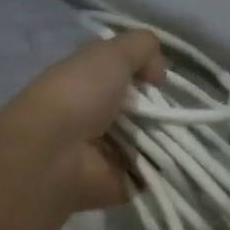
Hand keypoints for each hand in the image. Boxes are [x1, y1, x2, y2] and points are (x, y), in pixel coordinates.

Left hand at [8, 30, 163, 210]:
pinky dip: (164, 171)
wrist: (53, 153)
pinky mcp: (117, 182)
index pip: (124, 74)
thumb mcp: (112, 53)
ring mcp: (105, 151)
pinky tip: (173, 161)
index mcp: (88, 81)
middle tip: (172, 111)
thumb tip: (158, 72)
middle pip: (142, 109)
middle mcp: (95, 114)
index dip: (146, 73)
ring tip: (176, 136)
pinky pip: (150, 175)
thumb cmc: (79, 95)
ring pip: (150, 142)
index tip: (160, 79)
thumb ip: (142, 47)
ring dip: (167, 139)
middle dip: (163, 109)